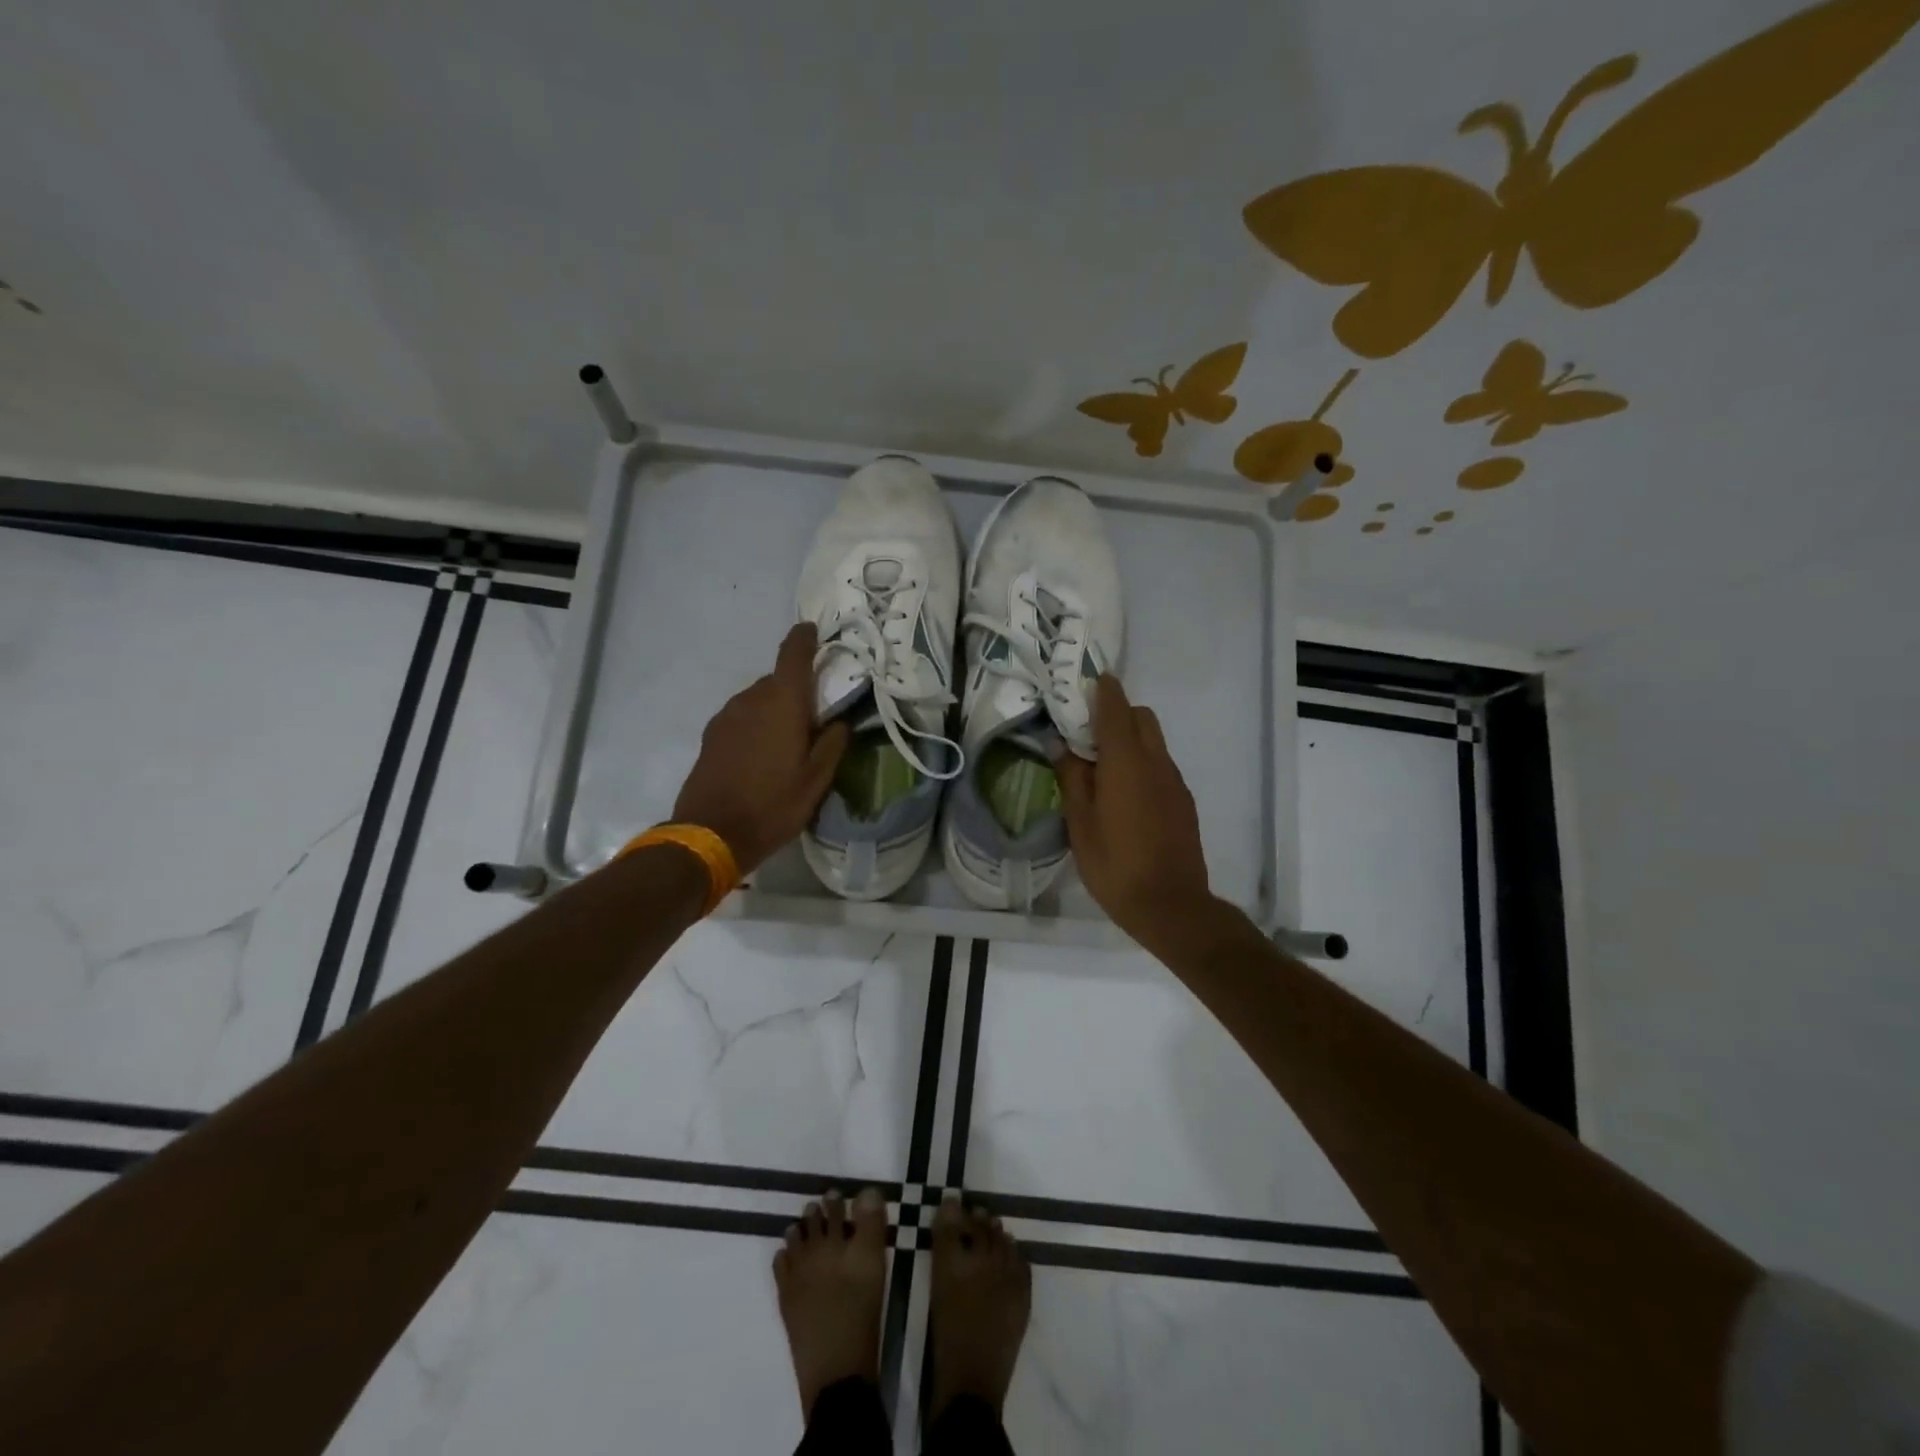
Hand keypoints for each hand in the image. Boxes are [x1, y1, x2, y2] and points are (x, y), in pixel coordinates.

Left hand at [673, 623, 849, 873]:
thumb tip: (841, 720)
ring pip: (759, 698)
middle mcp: (751, 699)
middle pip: (778, 680)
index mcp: (782, 703)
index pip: (793, 654)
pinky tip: (765, 752)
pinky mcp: (712, 735)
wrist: (710, 834)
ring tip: (791, 738)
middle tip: (817, 713)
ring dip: (776, 708)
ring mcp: (727, 716)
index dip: (805, 638)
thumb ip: (833, 743)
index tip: (814, 631)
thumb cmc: (773, 805)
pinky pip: (743, 716)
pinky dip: (758, 722)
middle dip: (798, 688)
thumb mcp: (816, 780)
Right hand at [1056, 675, 1217, 952]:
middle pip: (1141, 717)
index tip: (1087, 680)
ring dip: (1129, 739)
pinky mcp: (1183, 801)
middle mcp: (1156, 762)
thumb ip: (1071, 778)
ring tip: (1101, 767)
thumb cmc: (1115, 865)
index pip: (1116, 708)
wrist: (1171, 905)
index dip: (1102, 689)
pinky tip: (1123, 795)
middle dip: (1116, 713)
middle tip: (1086, 734)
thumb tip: (1061, 745)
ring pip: (1153, 741)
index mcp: (1126, 762)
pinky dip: (1142, 763)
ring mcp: (1174, 781)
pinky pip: (1161, 765)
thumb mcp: (1080, 823)